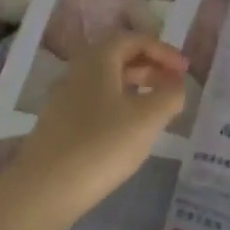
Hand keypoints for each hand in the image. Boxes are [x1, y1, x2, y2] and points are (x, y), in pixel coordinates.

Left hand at [4, 32, 187, 223]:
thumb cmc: (101, 145)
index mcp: (97, 60)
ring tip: (158, 109)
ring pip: (106, 81)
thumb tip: (177, 85)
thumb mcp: (147, 118)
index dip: (164, 50)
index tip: (185, 71)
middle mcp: (77, 72)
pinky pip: (96, 103)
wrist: (44, 190)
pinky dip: (119, 106)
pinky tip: (130, 130)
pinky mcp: (59, 125)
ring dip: (136, 87)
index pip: (134, 39)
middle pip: (118, 57)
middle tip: (174, 87)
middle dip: (150, 67)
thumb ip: (169, 95)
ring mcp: (64, 99)